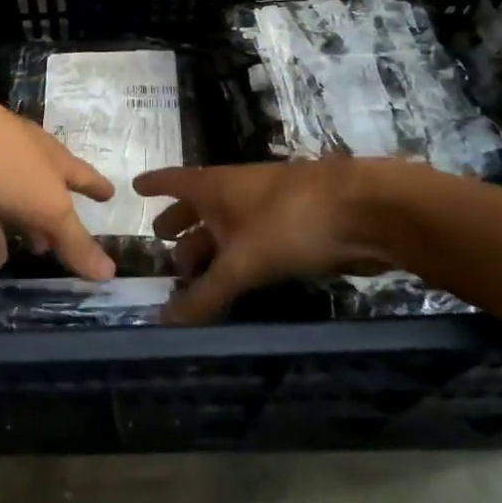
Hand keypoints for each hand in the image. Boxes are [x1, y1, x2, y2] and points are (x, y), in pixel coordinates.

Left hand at [0, 80, 116, 282]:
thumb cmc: (6, 165)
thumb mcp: (48, 207)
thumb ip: (74, 241)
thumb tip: (110, 274)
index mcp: (43, 154)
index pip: (76, 171)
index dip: (93, 185)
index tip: (110, 194)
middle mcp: (8, 157)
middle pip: (27, 190)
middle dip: (35, 219)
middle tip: (42, 248)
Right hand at [133, 161, 413, 323]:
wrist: (366, 211)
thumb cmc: (292, 221)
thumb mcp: (243, 261)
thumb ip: (206, 293)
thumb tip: (163, 321)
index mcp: (216, 187)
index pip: (175, 181)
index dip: (154, 184)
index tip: (135, 188)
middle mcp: (237, 193)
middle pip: (200, 206)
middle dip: (180, 224)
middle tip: (162, 246)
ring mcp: (267, 209)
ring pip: (228, 227)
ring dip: (209, 246)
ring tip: (193, 272)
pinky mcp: (293, 229)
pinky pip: (252, 243)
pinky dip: (237, 259)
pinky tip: (237, 279)